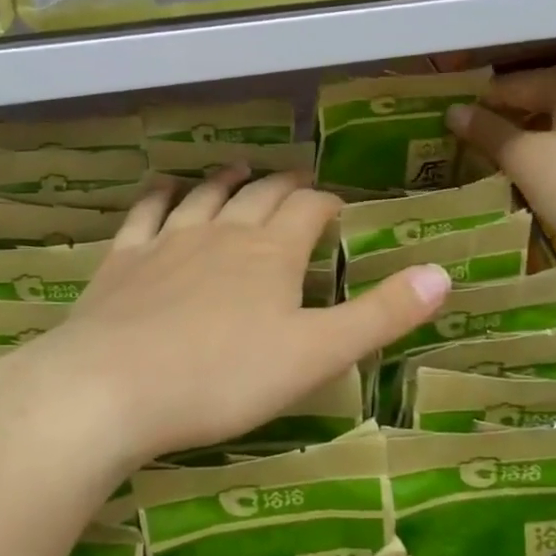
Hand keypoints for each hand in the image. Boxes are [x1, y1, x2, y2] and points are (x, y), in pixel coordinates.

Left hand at [0, 169, 450, 475]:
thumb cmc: (224, 377)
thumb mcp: (316, 354)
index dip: (327, 204)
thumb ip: (380, 315)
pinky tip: (164, 189)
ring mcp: (167, 242)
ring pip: (204, 195)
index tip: (338, 206)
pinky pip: (145, 213)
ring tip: (240, 168)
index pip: (309, 211)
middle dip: (283, 186)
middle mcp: (222, 233)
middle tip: (296, 180)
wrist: (112, 388)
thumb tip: (443, 273)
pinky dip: (160, 195)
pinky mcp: (123, 261)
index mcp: (272, 254)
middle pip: (259, 196)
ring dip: (227, 179)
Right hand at [447, 64, 555, 283]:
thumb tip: (454, 112)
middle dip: (511, 115)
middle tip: (476, 138)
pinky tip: (546, 172)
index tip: (454, 120)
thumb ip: (489, 133)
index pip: (517, 83)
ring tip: (504, 158)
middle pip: (546, 96)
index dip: (483, 101)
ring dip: (535, 134)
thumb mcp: (527, 161)